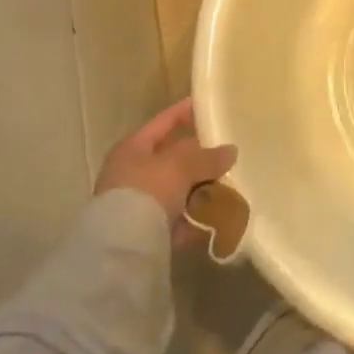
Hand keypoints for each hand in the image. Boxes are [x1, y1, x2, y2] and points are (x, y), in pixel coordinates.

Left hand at [95, 98, 236, 245]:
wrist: (121, 246)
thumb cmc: (147, 190)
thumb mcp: (181, 166)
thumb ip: (207, 157)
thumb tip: (231, 151)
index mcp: (132, 149)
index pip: (162, 122)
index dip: (184, 112)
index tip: (206, 106)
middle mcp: (130, 174)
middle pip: (169, 160)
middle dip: (197, 158)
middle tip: (224, 154)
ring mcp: (135, 205)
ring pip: (174, 191)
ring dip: (197, 190)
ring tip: (226, 187)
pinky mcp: (143, 233)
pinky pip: (175, 220)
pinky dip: (193, 219)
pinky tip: (215, 219)